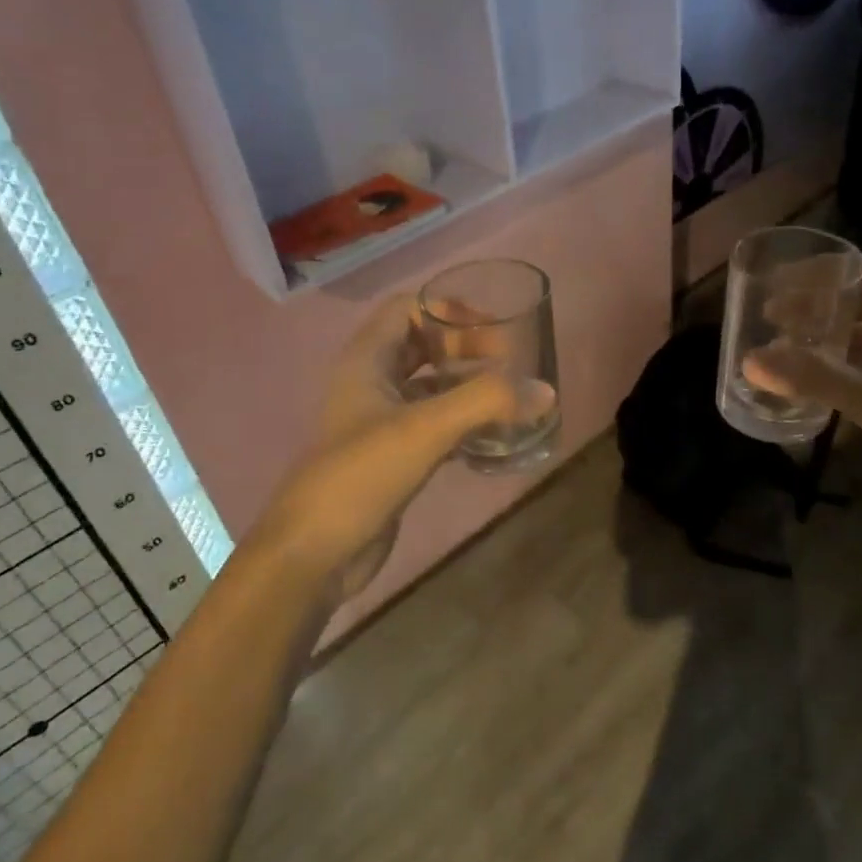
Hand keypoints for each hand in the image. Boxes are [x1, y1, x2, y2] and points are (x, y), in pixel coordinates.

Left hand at [248, 295, 546, 603]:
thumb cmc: (362, 474)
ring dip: (469, 388)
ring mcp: (381, 421)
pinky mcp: (394, 456)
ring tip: (512, 400)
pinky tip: (496, 438)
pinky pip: (435, 425)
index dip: (449, 311)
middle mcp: (371, 383)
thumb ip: (486, 402)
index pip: (408, 308)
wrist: (315, 553)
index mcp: (366, 360)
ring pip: (432, 388)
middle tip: (510, 365)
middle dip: (467, 348)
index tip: (493, 331)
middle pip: (424, 346)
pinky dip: (464, 424)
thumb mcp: (426, 428)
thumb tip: (546, 392)